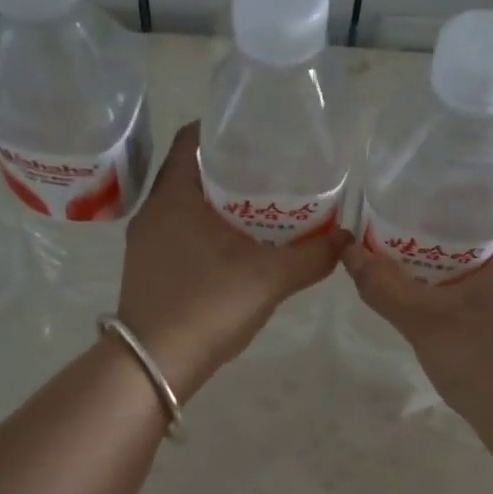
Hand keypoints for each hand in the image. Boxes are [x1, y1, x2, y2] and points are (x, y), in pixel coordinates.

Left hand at [117, 122, 343, 399]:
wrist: (153, 367)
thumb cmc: (206, 307)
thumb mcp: (267, 279)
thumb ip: (310, 256)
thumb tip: (346, 238)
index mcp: (173, 197)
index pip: (191, 138)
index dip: (222, 127)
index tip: (257, 129)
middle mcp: (153, 212)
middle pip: (190, 170)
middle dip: (228, 166)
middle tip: (271, 167)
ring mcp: (146, 243)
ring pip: (185, 205)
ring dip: (218, 201)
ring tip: (261, 204)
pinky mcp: (149, 269)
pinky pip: (180, 232)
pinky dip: (208, 228)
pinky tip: (239, 247)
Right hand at [341, 183, 492, 429]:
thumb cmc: (486, 363)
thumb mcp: (425, 323)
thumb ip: (384, 287)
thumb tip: (348, 252)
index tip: (453, 173)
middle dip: (468, 212)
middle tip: (423, 209)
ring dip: (470, 249)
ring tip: (425, 247)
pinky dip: (477, 278)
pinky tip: (445, 295)